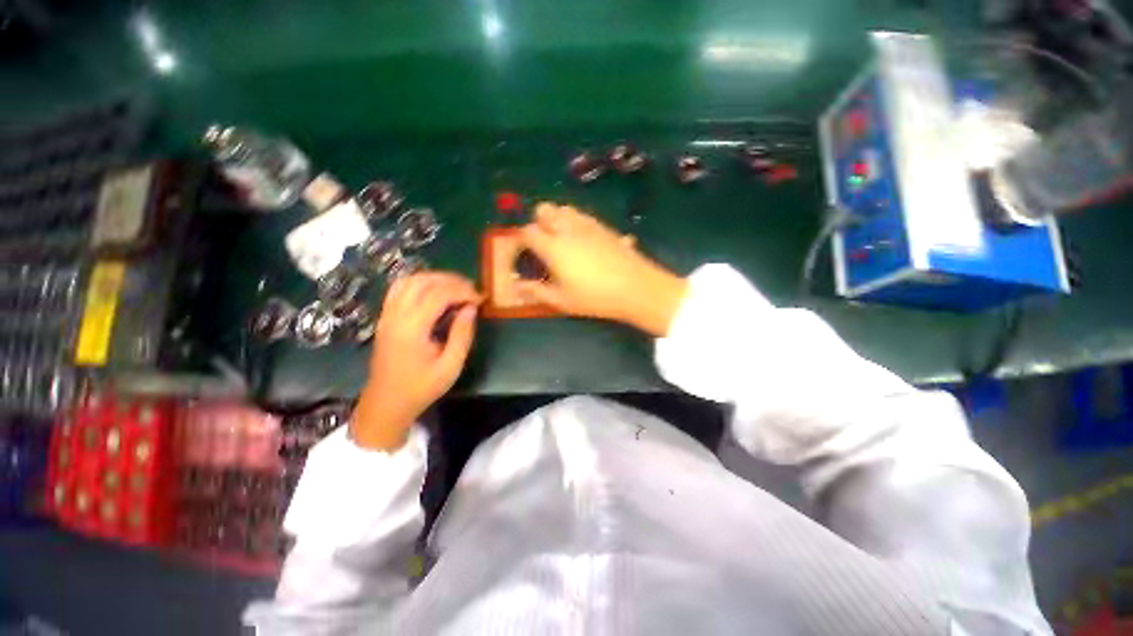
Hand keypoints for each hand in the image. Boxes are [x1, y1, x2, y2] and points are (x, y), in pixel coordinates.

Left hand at [351, 272, 480, 450]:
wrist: (386, 403)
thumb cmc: (421, 388)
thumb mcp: (450, 366)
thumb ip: (462, 335)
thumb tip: (471, 308)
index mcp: (412, 328)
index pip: (438, 294)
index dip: (462, 291)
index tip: (480, 299)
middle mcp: (396, 315)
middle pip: (423, 281)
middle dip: (451, 280)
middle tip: (471, 290)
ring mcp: (387, 314)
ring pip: (409, 280)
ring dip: (434, 278)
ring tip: (456, 287)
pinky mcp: (385, 317)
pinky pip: (400, 288)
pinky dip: (420, 283)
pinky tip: (434, 292)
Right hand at [518, 202, 688, 335]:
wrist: (635, 287)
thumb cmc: (594, 297)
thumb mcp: (562, 300)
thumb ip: (537, 292)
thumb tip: (517, 287)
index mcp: (553, 246)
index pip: (528, 231)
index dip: (522, 239)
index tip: (524, 251)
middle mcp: (567, 229)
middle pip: (544, 209)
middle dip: (538, 221)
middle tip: (543, 242)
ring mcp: (588, 225)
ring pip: (565, 208)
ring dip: (558, 218)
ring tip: (562, 239)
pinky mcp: (604, 226)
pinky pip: (584, 217)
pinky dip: (577, 222)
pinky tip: (585, 240)